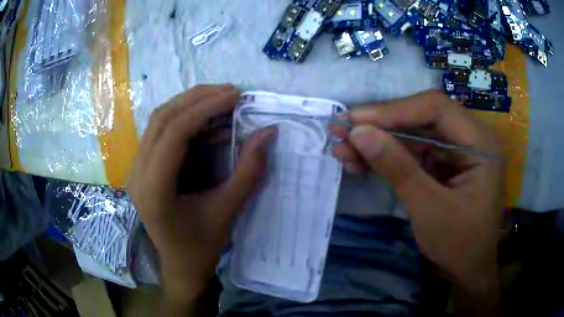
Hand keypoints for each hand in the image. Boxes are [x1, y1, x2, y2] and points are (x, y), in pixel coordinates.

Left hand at [127, 85, 273, 297]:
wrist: (180, 265)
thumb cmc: (202, 246)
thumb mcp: (228, 211)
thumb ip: (249, 171)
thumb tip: (269, 132)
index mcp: (154, 190)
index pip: (174, 133)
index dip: (205, 108)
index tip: (235, 96)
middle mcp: (138, 174)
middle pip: (162, 119)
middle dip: (197, 98)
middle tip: (230, 91)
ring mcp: (136, 169)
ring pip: (159, 121)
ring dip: (189, 105)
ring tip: (221, 99)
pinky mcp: (143, 168)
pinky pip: (161, 133)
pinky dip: (185, 120)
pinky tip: (207, 122)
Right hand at [331, 90, 503, 285]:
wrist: (469, 268)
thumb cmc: (460, 244)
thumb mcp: (429, 209)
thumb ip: (398, 168)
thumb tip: (358, 132)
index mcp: (479, 142)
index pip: (435, 108)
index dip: (393, 110)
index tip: (354, 121)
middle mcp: (469, 136)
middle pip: (421, 118)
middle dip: (379, 126)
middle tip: (340, 133)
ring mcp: (456, 149)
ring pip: (412, 134)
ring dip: (378, 142)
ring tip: (343, 151)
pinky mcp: (444, 162)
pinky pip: (413, 151)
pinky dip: (387, 157)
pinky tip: (361, 163)